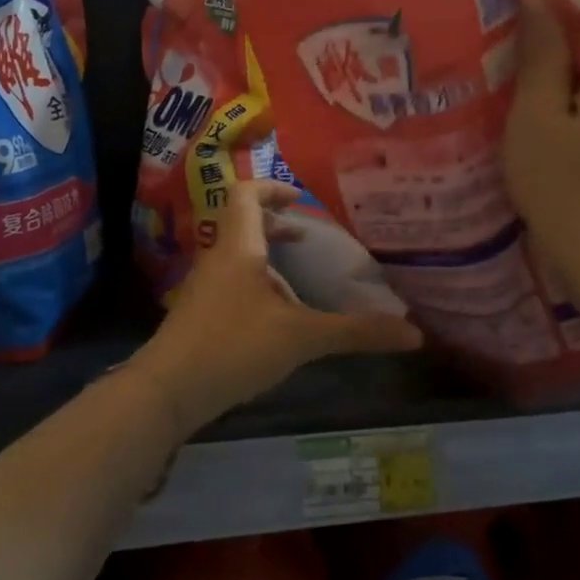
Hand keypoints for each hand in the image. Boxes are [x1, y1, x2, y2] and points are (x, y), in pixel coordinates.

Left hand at [135, 180, 421, 435]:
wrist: (165, 391)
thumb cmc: (233, 347)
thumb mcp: (301, 338)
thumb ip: (355, 333)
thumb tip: (414, 334)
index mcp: (238, 247)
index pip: (246, 194)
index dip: (272, 188)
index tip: (300, 200)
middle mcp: (217, 258)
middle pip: (242, 223)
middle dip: (274, 226)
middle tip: (306, 239)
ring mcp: (203, 287)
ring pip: (236, 256)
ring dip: (265, 258)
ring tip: (297, 283)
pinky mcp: (197, 314)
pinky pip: (230, 282)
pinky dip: (254, 284)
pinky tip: (274, 319)